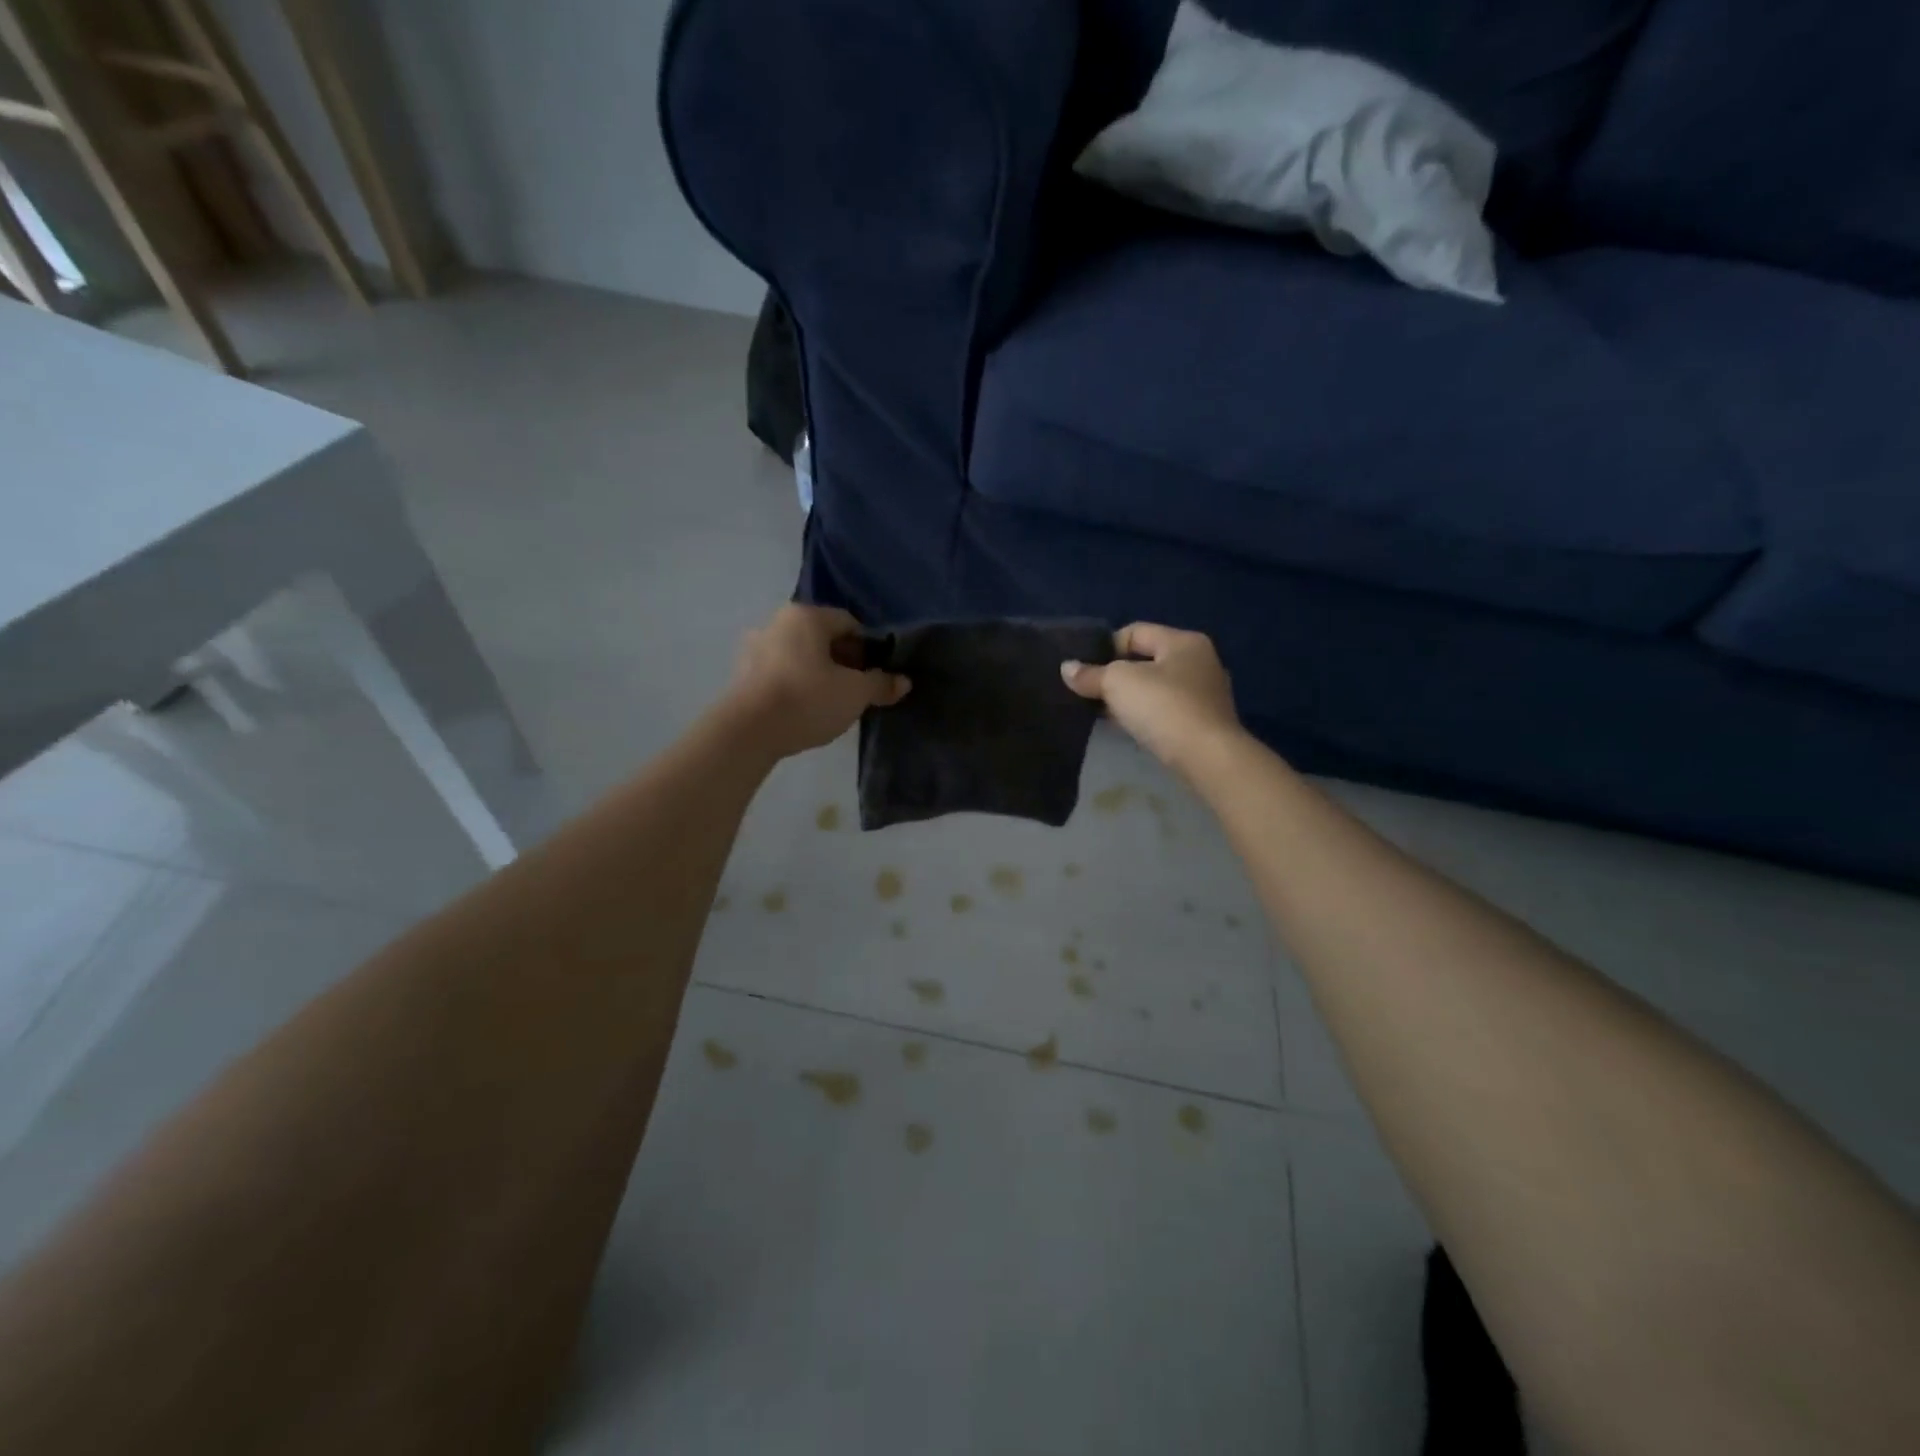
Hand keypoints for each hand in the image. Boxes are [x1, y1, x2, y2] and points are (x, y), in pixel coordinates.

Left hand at [727, 604, 909, 758]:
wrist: (748, 731)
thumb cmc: (808, 699)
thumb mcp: (855, 693)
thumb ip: (880, 684)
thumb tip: (903, 682)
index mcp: (806, 616)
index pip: (849, 623)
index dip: (868, 649)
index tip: (874, 676)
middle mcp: (777, 622)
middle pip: (823, 639)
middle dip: (843, 662)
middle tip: (856, 692)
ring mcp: (755, 647)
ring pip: (800, 656)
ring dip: (819, 675)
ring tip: (830, 704)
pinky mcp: (742, 674)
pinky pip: (781, 673)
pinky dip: (796, 685)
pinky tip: (804, 710)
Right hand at [1061, 623, 1242, 772]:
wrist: (1207, 758)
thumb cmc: (1164, 707)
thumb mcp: (1118, 683)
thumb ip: (1091, 674)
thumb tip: (1067, 669)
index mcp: (1184, 641)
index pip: (1135, 632)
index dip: (1105, 648)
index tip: (1086, 672)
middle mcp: (1200, 662)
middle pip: (1146, 660)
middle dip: (1117, 676)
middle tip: (1091, 693)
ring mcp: (1206, 694)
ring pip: (1156, 688)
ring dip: (1130, 699)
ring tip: (1105, 714)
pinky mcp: (1205, 723)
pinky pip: (1166, 711)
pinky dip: (1146, 717)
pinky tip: (1130, 730)